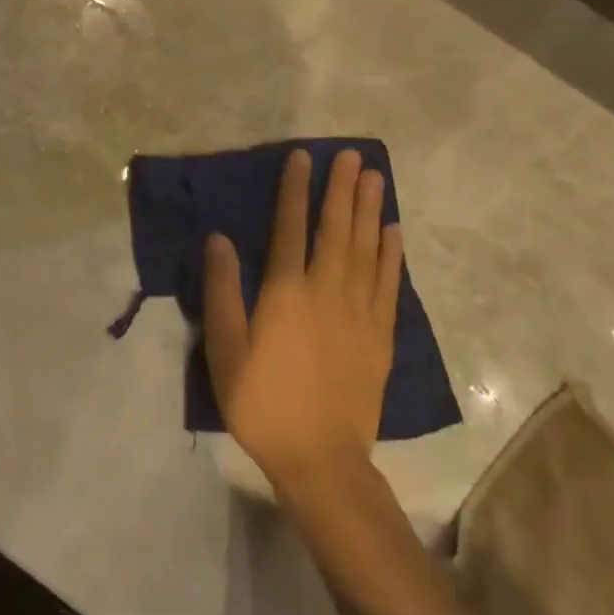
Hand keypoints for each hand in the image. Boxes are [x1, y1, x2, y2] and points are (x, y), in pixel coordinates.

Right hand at [203, 148, 402, 490]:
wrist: (321, 460)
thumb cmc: (261, 401)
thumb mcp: (225, 348)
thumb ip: (222, 290)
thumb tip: (220, 238)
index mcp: (286, 292)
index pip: (290, 227)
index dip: (295, 189)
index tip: (302, 157)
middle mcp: (326, 292)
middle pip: (336, 229)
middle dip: (342, 189)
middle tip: (353, 154)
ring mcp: (358, 313)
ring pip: (365, 250)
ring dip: (370, 210)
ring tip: (375, 178)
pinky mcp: (380, 337)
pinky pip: (388, 285)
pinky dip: (391, 255)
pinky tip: (393, 232)